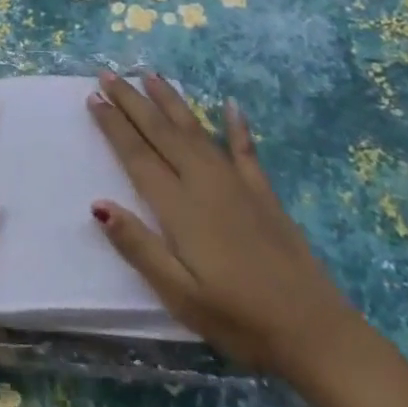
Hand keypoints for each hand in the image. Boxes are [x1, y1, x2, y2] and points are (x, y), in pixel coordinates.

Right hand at [88, 69, 357, 375]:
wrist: (315, 332)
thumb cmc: (238, 318)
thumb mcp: (179, 294)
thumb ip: (139, 246)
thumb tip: (98, 204)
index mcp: (178, 207)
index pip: (137, 155)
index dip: (113, 125)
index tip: (93, 98)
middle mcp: (203, 182)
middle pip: (161, 132)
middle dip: (132, 101)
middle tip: (108, 74)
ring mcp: (236, 183)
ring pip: (195, 130)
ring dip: (171, 101)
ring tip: (150, 74)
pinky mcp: (263, 193)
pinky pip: (244, 149)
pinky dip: (236, 126)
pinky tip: (231, 105)